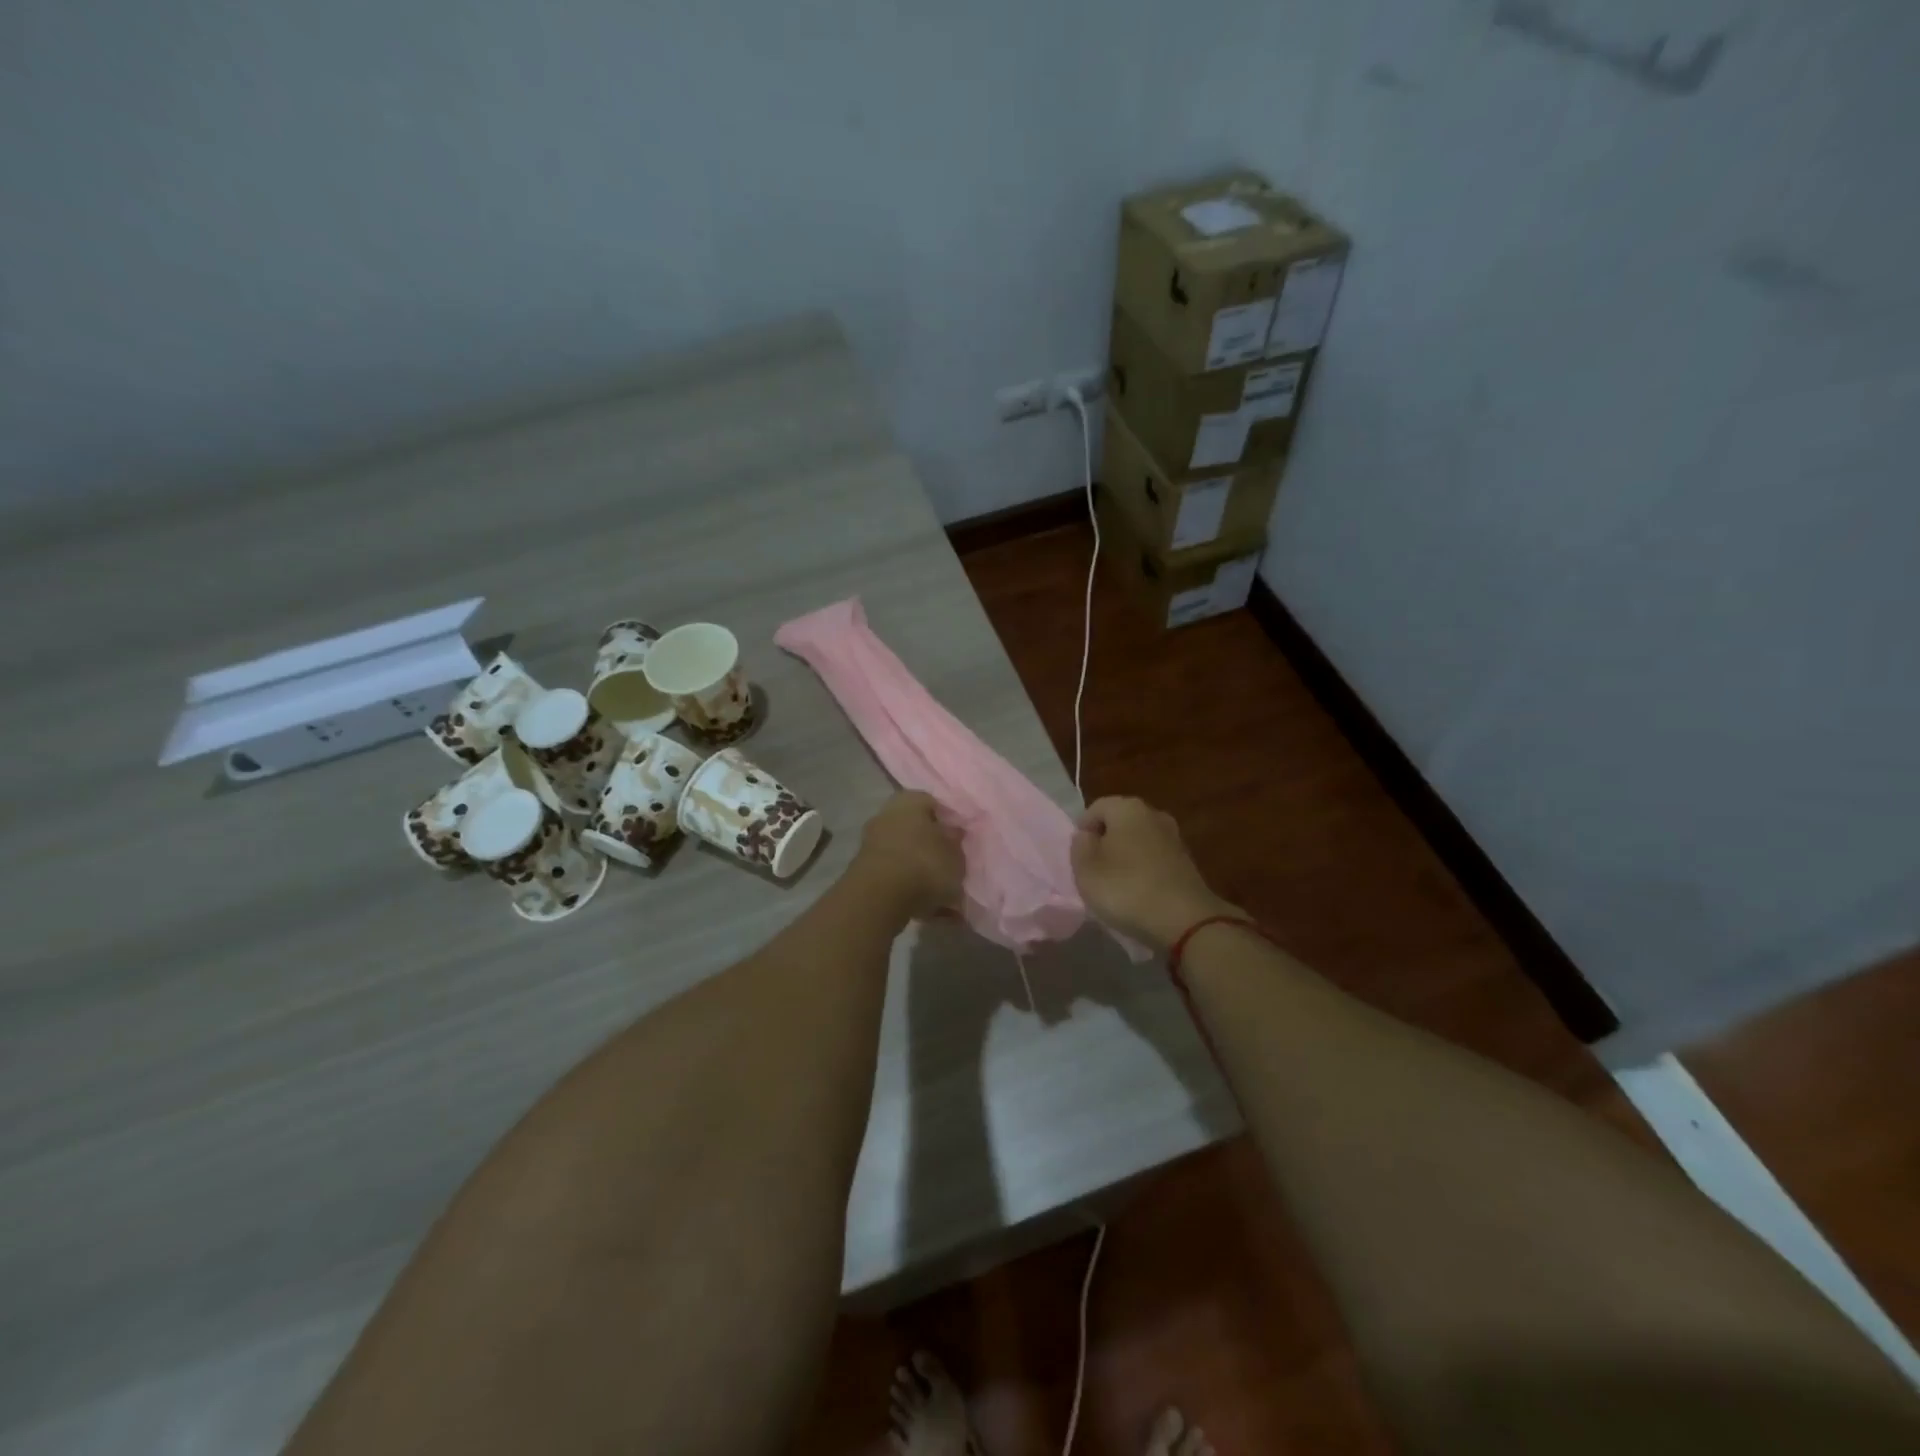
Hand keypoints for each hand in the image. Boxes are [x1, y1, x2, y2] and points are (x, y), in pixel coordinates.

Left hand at [850, 791, 964, 920]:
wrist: (879, 898)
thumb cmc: (924, 864)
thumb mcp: (955, 854)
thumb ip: (956, 843)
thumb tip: (953, 834)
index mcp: (909, 801)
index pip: (934, 804)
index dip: (950, 822)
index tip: (962, 840)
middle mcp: (887, 816)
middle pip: (918, 832)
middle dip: (936, 851)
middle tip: (955, 868)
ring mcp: (873, 845)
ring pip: (908, 858)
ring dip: (925, 875)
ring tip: (948, 897)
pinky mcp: (866, 874)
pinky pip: (897, 880)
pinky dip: (913, 892)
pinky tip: (933, 911)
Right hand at [1070, 796, 1237, 951]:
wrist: (1185, 920)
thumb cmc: (1126, 888)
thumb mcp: (1086, 870)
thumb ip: (1080, 846)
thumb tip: (1087, 835)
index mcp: (1127, 808)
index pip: (1095, 808)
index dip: (1082, 831)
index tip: (1079, 858)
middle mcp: (1153, 814)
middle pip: (1119, 823)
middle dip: (1105, 843)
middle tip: (1094, 871)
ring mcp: (1174, 837)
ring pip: (1138, 841)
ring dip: (1125, 858)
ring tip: (1116, 885)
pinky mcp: (1187, 862)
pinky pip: (1154, 859)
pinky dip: (1144, 870)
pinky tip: (1139, 892)